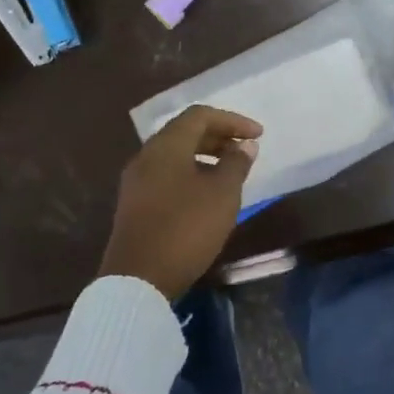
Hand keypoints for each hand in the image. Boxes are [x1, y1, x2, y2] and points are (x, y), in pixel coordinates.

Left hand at [98, 105, 262, 300]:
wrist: (138, 278)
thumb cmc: (186, 228)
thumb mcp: (222, 194)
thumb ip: (236, 164)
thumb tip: (244, 146)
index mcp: (166, 146)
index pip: (200, 116)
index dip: (232, 120)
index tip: (258, 135)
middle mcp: (146, 156)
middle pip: (184, 133)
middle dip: (218, 136)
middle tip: (245, 150)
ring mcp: (136, 181)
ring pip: (174, 155)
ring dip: (205, 156)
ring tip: (230, 171)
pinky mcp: (135, 204)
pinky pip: (166, 175)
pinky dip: (191, 173)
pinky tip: (207, 195)